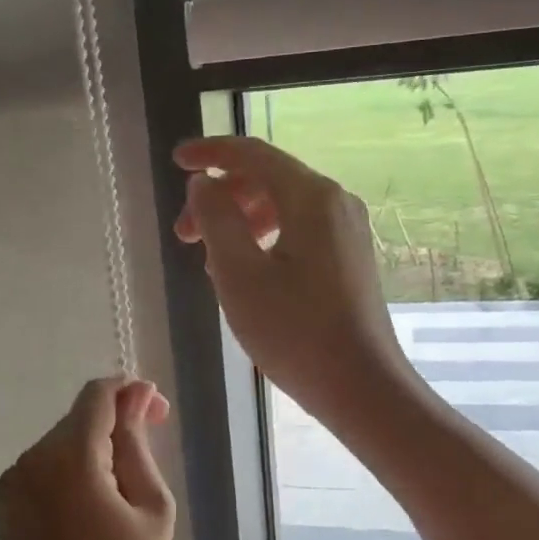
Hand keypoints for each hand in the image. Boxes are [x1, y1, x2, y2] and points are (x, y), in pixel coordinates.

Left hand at [0, 377, 174, 539]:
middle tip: (147, 462)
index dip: (131, 393)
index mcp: (70, 457)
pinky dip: (70, 470)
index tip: (158, 415)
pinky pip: (46, 465)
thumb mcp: (151, 507)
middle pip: (80, 418)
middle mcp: (33, 458)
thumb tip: (136, 394)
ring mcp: (13, 479)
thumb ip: (138, 442)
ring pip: (63, 440)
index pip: (98, 396)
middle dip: (116, 424)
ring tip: (120, 495)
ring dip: (94, 450)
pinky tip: (90, 507)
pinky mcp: (5, 500)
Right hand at [173, 136, 410, 418]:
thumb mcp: (238, 273)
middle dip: (220, 197)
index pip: (253, 154)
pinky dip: (264, 238)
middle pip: (267, 180)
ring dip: (239, 221)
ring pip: (282, 206)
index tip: (176, 161)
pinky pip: (299, 229)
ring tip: (208, 259)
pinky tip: (244, 271)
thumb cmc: (294, 331)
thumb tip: (203, 183)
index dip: (210, 152)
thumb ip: (215, 219)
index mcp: (311, 197)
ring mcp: (347, 230)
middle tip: (182, 234)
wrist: (362, 387)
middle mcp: (335, 201)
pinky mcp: (349, 257)